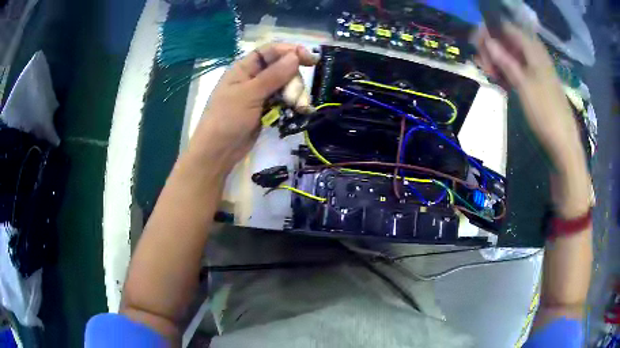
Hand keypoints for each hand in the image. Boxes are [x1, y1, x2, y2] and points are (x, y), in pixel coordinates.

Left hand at [188, 43, 316, 173]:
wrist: (219, 151)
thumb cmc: (227, 118)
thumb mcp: (250, 94)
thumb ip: (273, 75)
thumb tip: (295, 55)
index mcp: (245, 68)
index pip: (271, 51)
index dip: (291, 51)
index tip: (311, 60)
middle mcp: (254, 77)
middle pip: (283, 68)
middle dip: (294, 81)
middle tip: (294, 98)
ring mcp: (261, 94)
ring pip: (287, 85)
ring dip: (296, 94)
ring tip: (298, 108)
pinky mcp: (267, 109)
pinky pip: (285, 100)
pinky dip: (293, 104)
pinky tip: (300, 111)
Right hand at [474, 22, 582, 160]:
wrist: (563, 144)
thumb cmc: (546, 113)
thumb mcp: (524, 85)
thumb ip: (506, 61)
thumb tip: (487, 41)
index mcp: (533, 51)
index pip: (507, 28)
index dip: (491, 32)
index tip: (478, 45)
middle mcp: (534, 56)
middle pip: (508, 41)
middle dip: (492, 48)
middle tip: (483, 64)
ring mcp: (535, 70)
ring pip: (511, 56)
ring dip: (497, 61)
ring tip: (489, 75)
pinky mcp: (535, 84)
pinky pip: (517, 70)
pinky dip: (506, 72)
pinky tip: (499, 81)